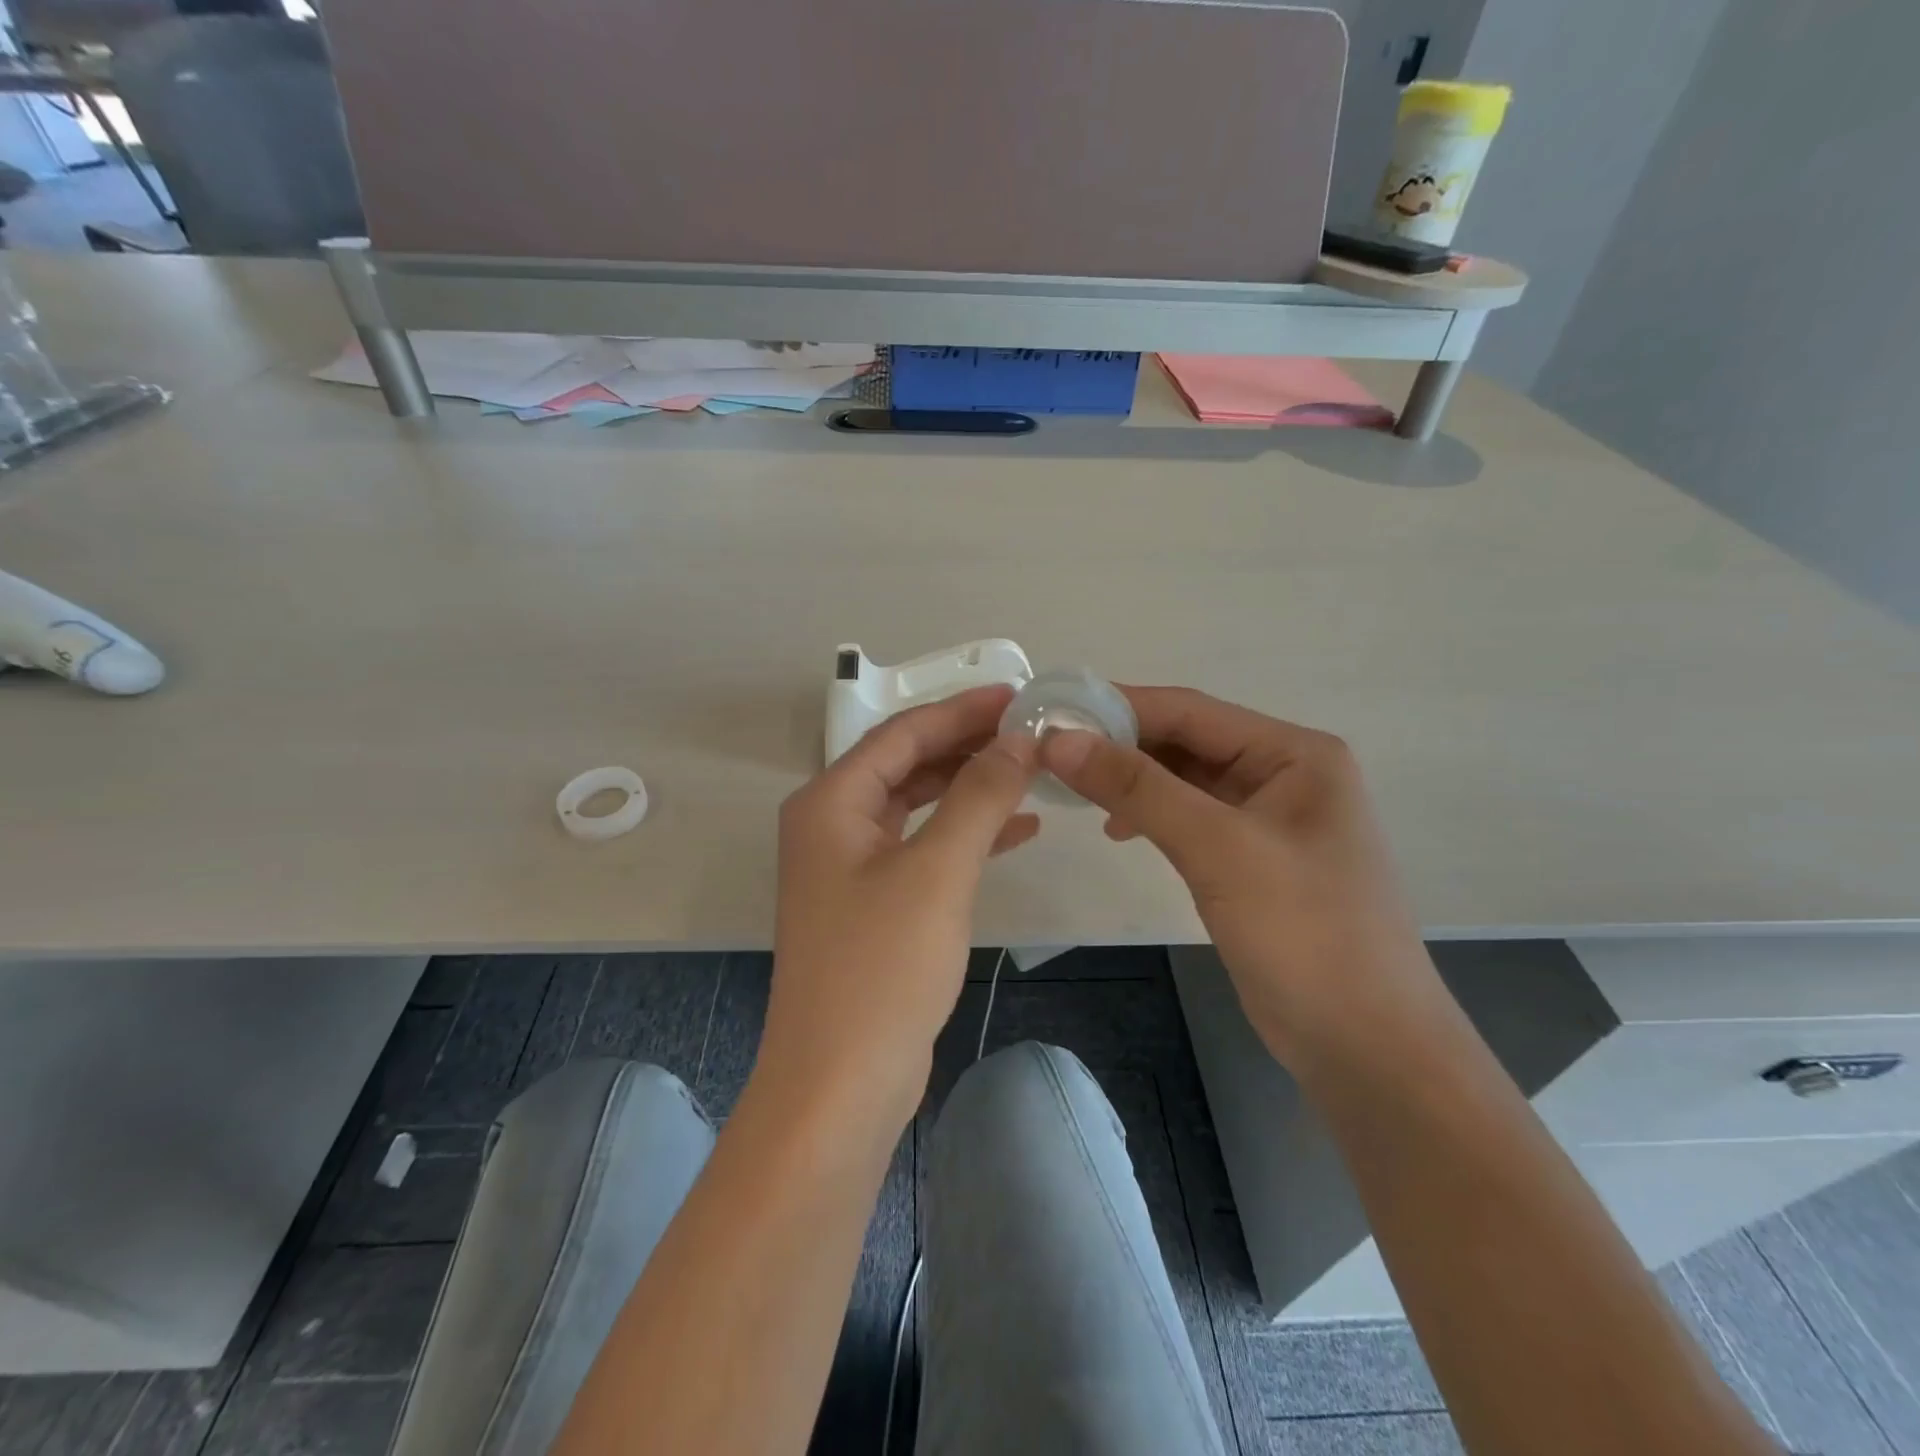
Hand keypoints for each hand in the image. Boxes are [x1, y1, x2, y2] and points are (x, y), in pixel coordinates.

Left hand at [757, 685, 1038, 1125]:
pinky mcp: (874, 903)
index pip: (903, 733)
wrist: (841, 1082)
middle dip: (968, 745)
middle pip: (908, 764)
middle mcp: (833, 824)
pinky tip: (1018, 829)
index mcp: (831, 802)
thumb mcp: (937, 870)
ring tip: (1031, 771)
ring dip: (971, 787)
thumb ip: (979, 796)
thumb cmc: (882, 966)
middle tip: (1031, 731)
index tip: (1018, 696)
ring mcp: (851, 866)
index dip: (962, 710)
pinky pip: (923, 847)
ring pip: (918, 805)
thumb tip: (1019, 739)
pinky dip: (967, 834)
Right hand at [1040, 687, 1434, 1063]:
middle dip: (1120, 745)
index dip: (1118, 706)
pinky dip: (1150, 816)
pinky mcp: (1252, 859)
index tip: (1051, 712)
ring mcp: (1269, 818)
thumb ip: (1138, 788)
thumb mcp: (1217, 849)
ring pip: (1184, 780)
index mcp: (1294, 753)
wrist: (1366, 1047)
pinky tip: (1117, 830)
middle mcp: (1285, 773)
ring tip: (1074, 790)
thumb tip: (1058, 740)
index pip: (1190, 710)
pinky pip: (1190, 818)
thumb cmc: (1304, 934)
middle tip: (1049, 754)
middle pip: (1186, 741)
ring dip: (1131, 781)